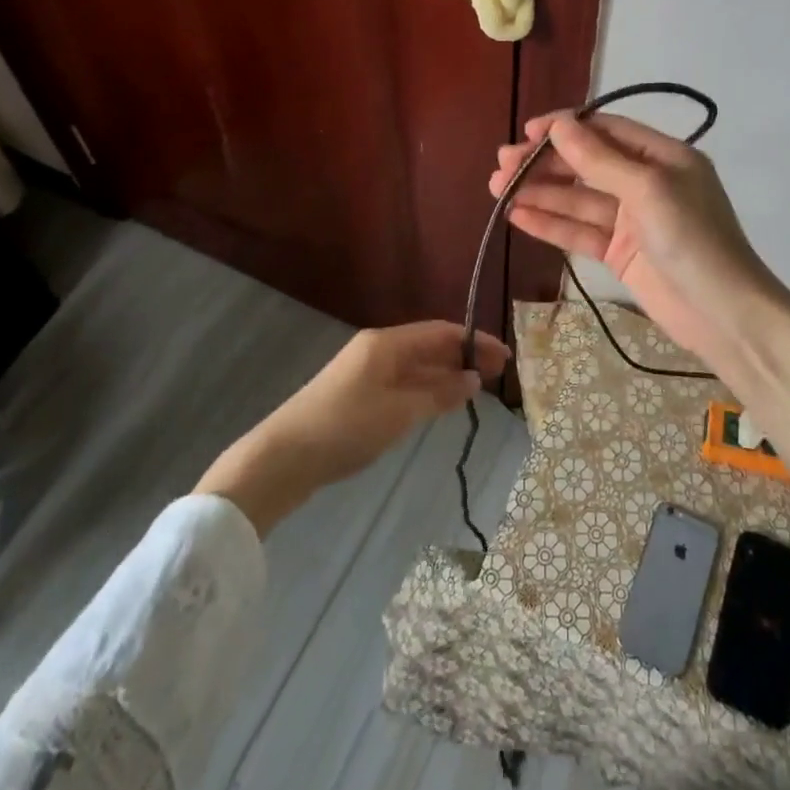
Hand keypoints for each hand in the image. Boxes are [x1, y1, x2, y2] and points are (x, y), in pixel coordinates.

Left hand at [196, 323, 508, 534]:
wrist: (284, 457)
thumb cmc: (346, 427)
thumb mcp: (400, 412)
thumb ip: (439, 394)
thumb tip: (473, 379)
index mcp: (387, 343)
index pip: (441, 332)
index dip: (475, 342)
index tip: (505, 357)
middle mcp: (377, 349)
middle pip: (429, 346)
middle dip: (464, 356)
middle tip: (498, 374)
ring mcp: (365, 372)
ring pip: (416, 366)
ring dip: (446, 374)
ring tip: (477, 388)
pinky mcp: (357, 395)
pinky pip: (402, 382)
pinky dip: (426, 388)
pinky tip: (440, 402)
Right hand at [496, 111, 789, 527]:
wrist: (725, 316)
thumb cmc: (692, 240)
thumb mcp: (648, 190)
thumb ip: (600, 160)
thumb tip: (559, 125)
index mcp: (663, 157)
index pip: (606, 131)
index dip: (565, 128)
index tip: (526, 131)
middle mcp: (646, 183)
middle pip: (587, 165)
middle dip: (545, 163)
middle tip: (501, 165)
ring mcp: (633, 220)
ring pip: (579, 200)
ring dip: (541, 193)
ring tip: (497, 189)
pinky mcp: (621, 254)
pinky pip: (581, 232)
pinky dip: (552, 224)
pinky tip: (519, 216)